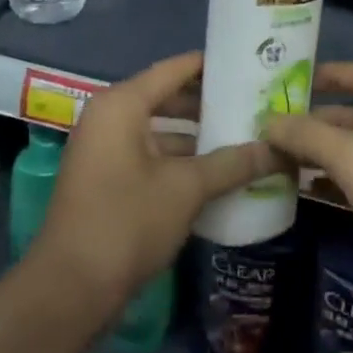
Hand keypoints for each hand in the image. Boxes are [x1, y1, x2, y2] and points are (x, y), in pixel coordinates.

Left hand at [34, 52, 281, 308]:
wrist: (71, 288)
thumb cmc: (127, 222)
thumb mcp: (187, 189)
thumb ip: (233, 163)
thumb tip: (280, 149)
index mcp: (121, 105)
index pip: (174, 69)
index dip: (212, 65)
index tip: (251, 64)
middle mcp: (109, 117)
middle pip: (167, 97)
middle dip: (210, 103)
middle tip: (256, 103)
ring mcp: (105, 150)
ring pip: (161, 130)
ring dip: (198, 135)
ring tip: (245, 137)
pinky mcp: (107, 179)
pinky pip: (151, 155)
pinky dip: (181, 159)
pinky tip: (218, 172)